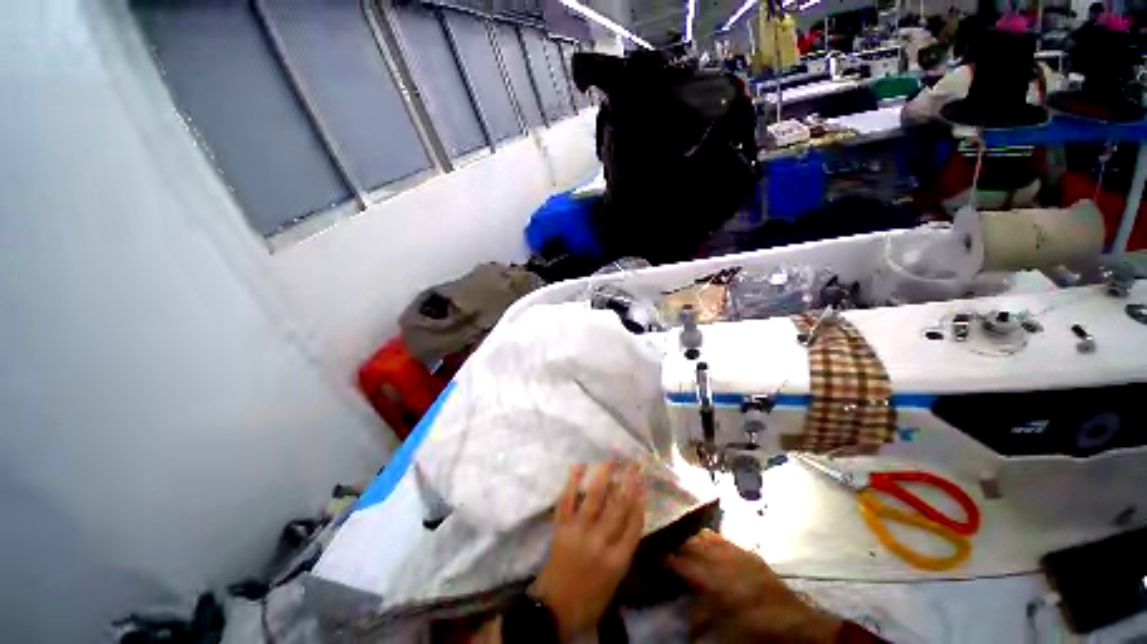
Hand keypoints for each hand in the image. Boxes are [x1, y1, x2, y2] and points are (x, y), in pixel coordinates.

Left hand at [531, 461, 644, 638]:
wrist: (554, 610)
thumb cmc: (589, 599)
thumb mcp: (615, 581)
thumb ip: (623, 549)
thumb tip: (630, 518)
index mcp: (617, 560)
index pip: (634, 524)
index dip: (640, 501)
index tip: (643, 483)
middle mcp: (600, 542)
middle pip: (618, 506)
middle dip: (628, 482)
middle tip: (634, 463)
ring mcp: (578, 532)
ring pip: (594, 498)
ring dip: (603, 476)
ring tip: (610, 459)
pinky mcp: (561, 528)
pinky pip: (566, 501)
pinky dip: (571, 483)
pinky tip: (577, 466)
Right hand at [667, 529, 842, 643]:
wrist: (795, 621)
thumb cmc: (758, 628)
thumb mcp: (727, 630)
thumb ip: (704, 619)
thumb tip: (686, 621)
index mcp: (715, 581)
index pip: (685, 565)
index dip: (670, 561)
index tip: (659, 559)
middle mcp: (723, 561)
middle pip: (694, 546)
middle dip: (681, 548)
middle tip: (672, 552)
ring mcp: (737, 553)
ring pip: (707, 537)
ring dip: (695, 540)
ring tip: (687, 545)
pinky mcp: (749, 552)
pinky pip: (724, 538)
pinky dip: (712, 537)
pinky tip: (709, 540)